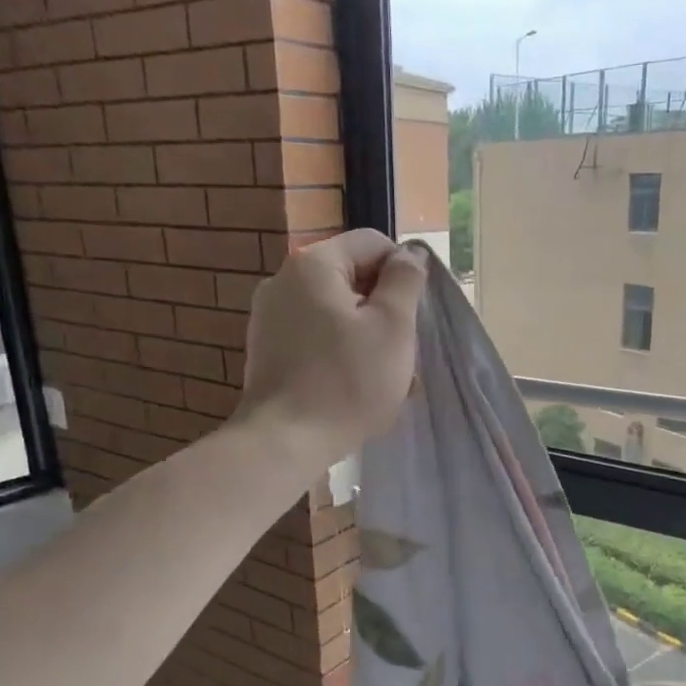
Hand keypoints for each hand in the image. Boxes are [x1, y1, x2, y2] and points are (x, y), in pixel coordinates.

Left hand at [234, 230, 428, 477]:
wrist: (284, 441)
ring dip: (367, 337)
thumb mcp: (394, 327)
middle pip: (352, 279)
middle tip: (405, 353)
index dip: (404, 272)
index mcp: (314, 264)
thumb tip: (409, 254)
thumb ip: (405, 281)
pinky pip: (316, 338)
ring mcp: (269, 317)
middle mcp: (284, 281)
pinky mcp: (267, 351)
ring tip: (386, 379)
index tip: (417, 313)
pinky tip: (356, 388)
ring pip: (336, 313)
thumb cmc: (348, 382)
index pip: (372, 244)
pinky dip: (341, 354)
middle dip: (385, 311)